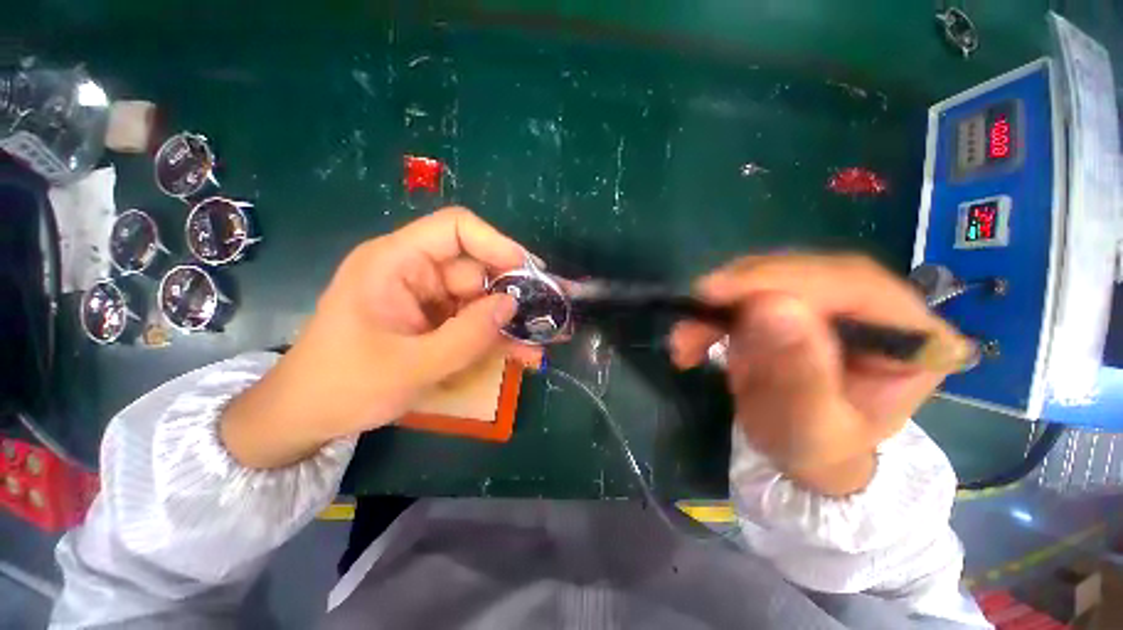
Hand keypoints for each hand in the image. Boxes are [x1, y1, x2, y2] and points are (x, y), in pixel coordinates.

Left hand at [221, 208, 540, 467]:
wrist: (307, 417)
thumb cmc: (343, 387)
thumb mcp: (409, 366)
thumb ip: (466, 336)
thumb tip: (512, 305)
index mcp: (395, 262)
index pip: (455, 228)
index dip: (497, 243)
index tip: (529, 271)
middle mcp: (414, 271)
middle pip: (476, 267)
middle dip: (511, 292)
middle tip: (546, 315)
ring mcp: (426, 298)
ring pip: (481, 298)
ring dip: (508, 320)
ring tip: (539, 340)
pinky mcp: (434, 321)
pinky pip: (473, 321)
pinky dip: (496, 336)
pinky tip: (521, 353)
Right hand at [670, 254, 971, 495]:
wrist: (803, 452)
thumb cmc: (818, 451)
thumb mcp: (810, 428)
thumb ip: (799, 373)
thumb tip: (769, 306)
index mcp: (914, 338)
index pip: (852, 284)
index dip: (781, 281)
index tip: (717, 294)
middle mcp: (879, 305)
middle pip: (804, 272)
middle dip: (738, 293)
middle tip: (691, 318)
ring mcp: (832, 300)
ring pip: (767, 277)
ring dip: (716, 306)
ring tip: (685, 341)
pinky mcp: (792, 303)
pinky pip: (746, 293)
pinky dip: (711, 314)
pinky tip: (691, 340)